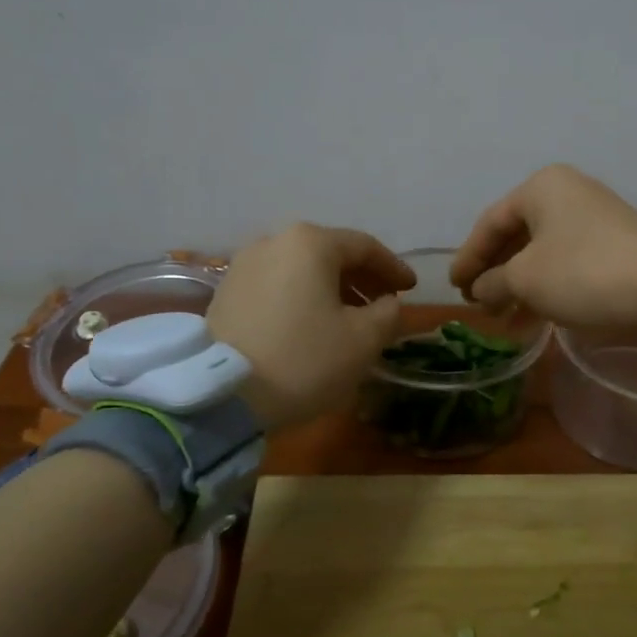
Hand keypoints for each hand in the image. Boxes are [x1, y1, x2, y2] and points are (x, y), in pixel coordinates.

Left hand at [208, 224, 414, 427]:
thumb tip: (388, 303)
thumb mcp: (364, 339)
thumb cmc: (305, 359)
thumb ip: (388, 313)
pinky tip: (313, 323)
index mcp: (311, 243)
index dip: (393, 268)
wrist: (225, 395)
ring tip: (350, 317)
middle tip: (384, 303)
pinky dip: (302, 297)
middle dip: (362, 278)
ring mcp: (244, 265)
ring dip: (332, 288)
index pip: (365, 247)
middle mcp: (274, 241)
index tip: (411, 289)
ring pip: (302, 269)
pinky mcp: (226, 292)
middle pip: (330, 253)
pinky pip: (278, 284)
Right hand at [451, 165, 636, 330]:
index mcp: (542, 187)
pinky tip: (532, 315)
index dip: (468, 258)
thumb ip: (492, 282)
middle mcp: (568, 193)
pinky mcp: (613, 244)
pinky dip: (545, 285)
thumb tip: (481, 290)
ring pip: (542, 251)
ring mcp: (594, 217)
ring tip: (500, 316)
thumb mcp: (525, 279)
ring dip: (518, 284)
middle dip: (494, 272)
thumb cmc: (582, 273)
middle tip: (476, 302)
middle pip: (516, 235)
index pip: (490, 222)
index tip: (454, 288)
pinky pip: (566, 261)